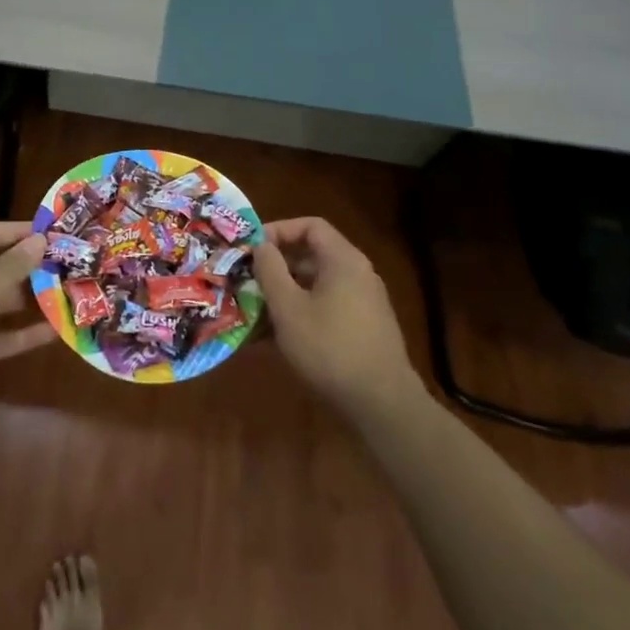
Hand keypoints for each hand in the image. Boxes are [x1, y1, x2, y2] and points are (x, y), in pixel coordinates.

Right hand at [253, 217, 423, 417]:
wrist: (381, 403)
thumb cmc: (329, 347)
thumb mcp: (288, 308)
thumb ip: (270, 271)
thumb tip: (261, 246)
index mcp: (343, 260)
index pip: (310, 226)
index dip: (278, 230)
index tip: (252, 249)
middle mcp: (358, 274)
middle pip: (312, 256)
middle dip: (276, 267)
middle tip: (247, 281)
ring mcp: (364, 302)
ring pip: (316, 286)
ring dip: (285, 294)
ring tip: (254, 312)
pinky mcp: (363, 328)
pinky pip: (326, 308)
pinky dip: (301, 313)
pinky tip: (276, 338)